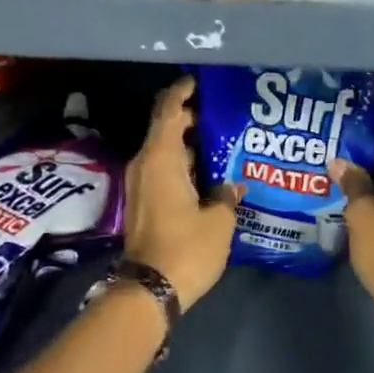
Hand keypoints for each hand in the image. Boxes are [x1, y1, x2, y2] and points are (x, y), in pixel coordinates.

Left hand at [123, 76, 240, 310]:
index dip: (182, 92)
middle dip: (191, 117)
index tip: (200, 81)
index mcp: (160, 157)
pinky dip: (183, 162)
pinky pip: (164, 169)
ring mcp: (141, 184)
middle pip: (166, 127)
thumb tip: (232, 186)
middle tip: (223, 112)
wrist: (149, 291)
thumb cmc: (185, 248)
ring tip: (223, 139)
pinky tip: (209, 170)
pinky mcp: (144, 202)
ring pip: (165, 150)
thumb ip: (226, 195)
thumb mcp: (218, 220)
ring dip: (189, 142)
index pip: (168, 110)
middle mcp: (145, 164)